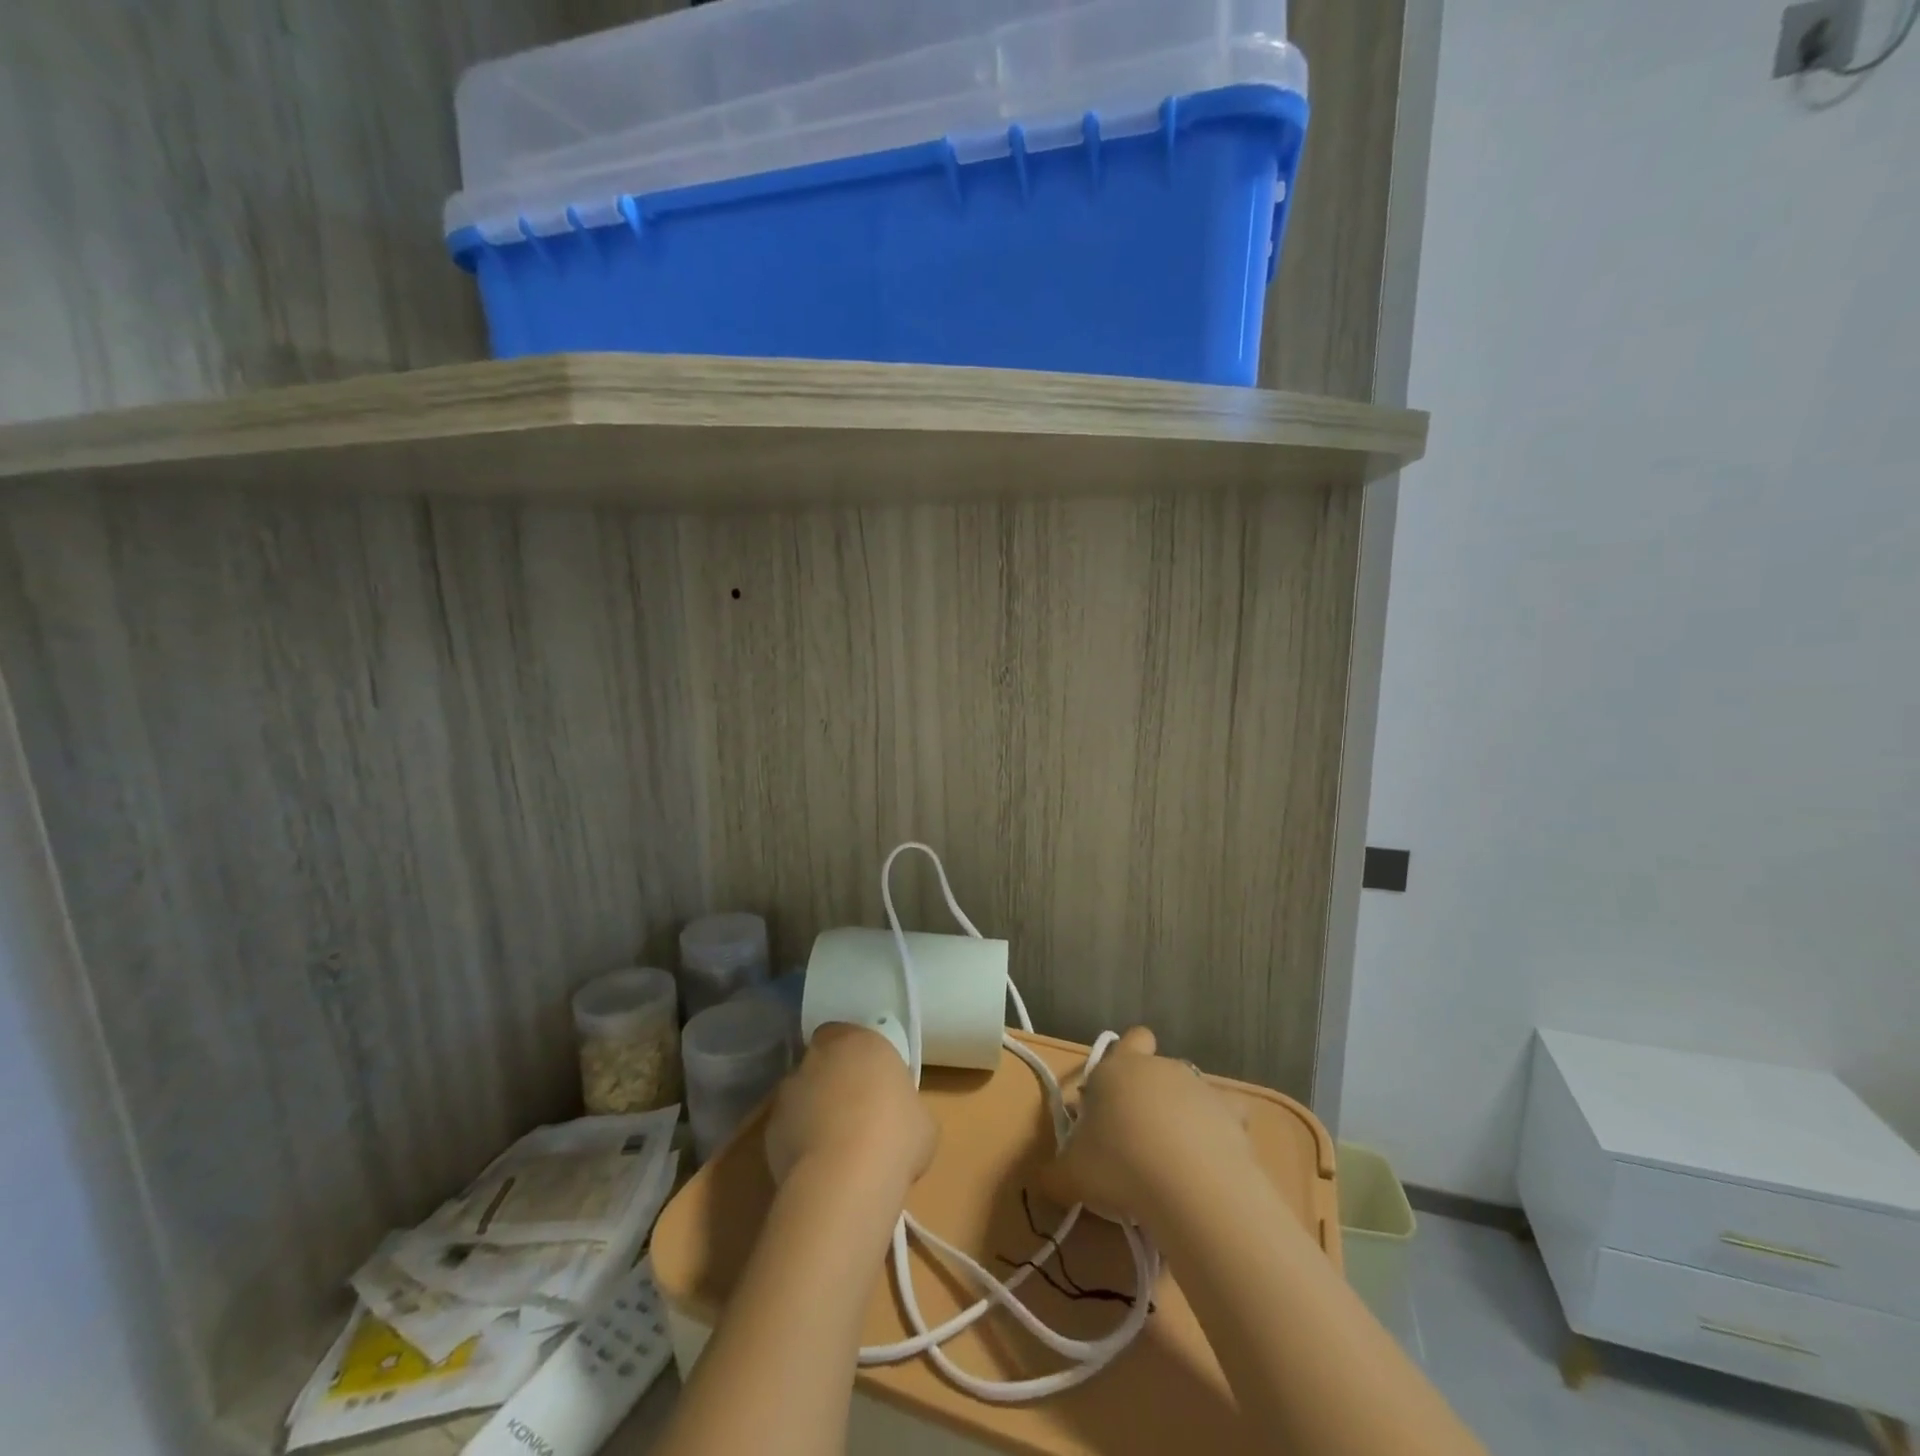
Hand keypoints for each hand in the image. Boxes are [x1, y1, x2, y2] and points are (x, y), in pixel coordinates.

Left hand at [765, 1023, 937, 1191]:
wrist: (844, 1180)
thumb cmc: (895, 1136)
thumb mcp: (921, 1118)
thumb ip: (903, 1105)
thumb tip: (899, 1119)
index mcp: (859, 1041)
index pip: (846, 1033)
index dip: (855, 1055)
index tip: (869, 1079)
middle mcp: (819, 1057)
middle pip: (821, 1061)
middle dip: (831, 1080)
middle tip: (853, 1111)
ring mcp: (789, 1092)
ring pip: (801, 1095)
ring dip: (813, 1111)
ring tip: (834, 1147)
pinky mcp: (769, 1130)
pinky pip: (788, 1129)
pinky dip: (798, 1142)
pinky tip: (818, 1169)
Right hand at [1040, 1027, 1253, 1225]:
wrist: (1187, 1183)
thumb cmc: (1118, 1164)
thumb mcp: (1071, 1174)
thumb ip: (1057, 1172)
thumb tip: (1048, 1179)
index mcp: (1118, 1068)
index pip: (1129, 1040)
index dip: (1125, 1057)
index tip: (1115, 1093)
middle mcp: (1160, 1068)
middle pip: (1157, 1069)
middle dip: (1148, 1095)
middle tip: (1134, 1138)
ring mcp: (1199, 1088)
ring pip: (1190, 1092)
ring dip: (1182, 1116)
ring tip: (1172, 1161)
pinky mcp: (1232, 1116)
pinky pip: (1227, 1118)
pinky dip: (1219, 1135)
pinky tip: (1210, 1162)